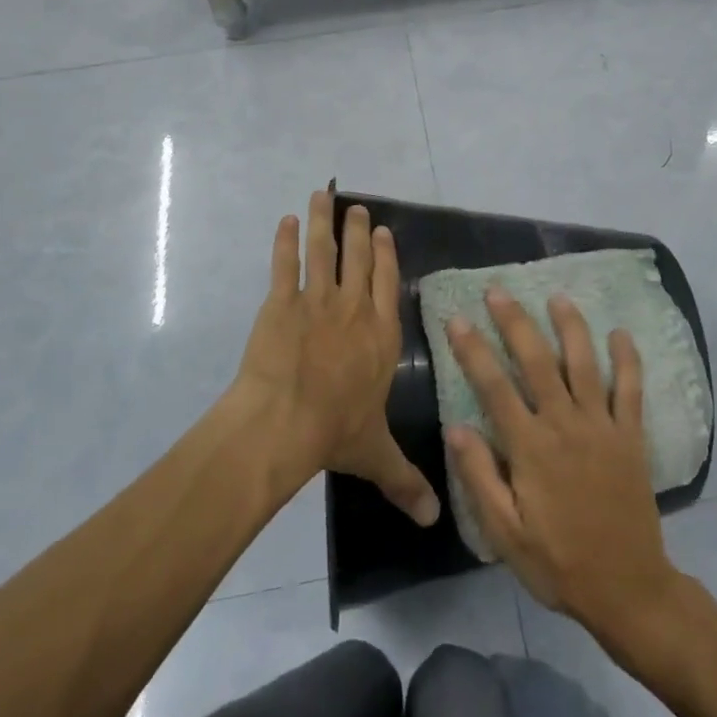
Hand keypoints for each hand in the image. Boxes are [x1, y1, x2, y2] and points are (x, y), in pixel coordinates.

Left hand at [231, 191, 439, 527]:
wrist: (284, 423)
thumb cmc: (334, 433)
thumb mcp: (376, 456)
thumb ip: (405, 481)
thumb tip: (435, 521)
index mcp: (381, 336)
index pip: (387, 285)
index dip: (386, 256)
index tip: (383, 232)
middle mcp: (354, 310)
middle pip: (359, 260)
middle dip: (358, 231)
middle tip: (356, 208)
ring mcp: (317, 302)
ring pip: (323, 252)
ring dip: (323, 222)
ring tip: (322, 196)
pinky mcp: (281, 303)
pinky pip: (284, 265)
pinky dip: (283, 241)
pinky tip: (284, 222)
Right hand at [444, 289, 683, 644]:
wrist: (627, 588)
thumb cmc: (558, 562)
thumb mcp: (505, 533)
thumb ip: (480, 477)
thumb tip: (456, 427)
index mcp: (530, 447)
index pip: (494, 386)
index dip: (473, 350)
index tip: (457, 319)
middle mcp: (565, 425)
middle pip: (536, 361)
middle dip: (515, 322)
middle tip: (498, 290)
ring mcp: (602, 426)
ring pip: (583, 362)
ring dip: (569, 326)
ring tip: (556, 295)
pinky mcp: (631, 436)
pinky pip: (630, 388)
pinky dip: (627, 359)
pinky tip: (620, 333)